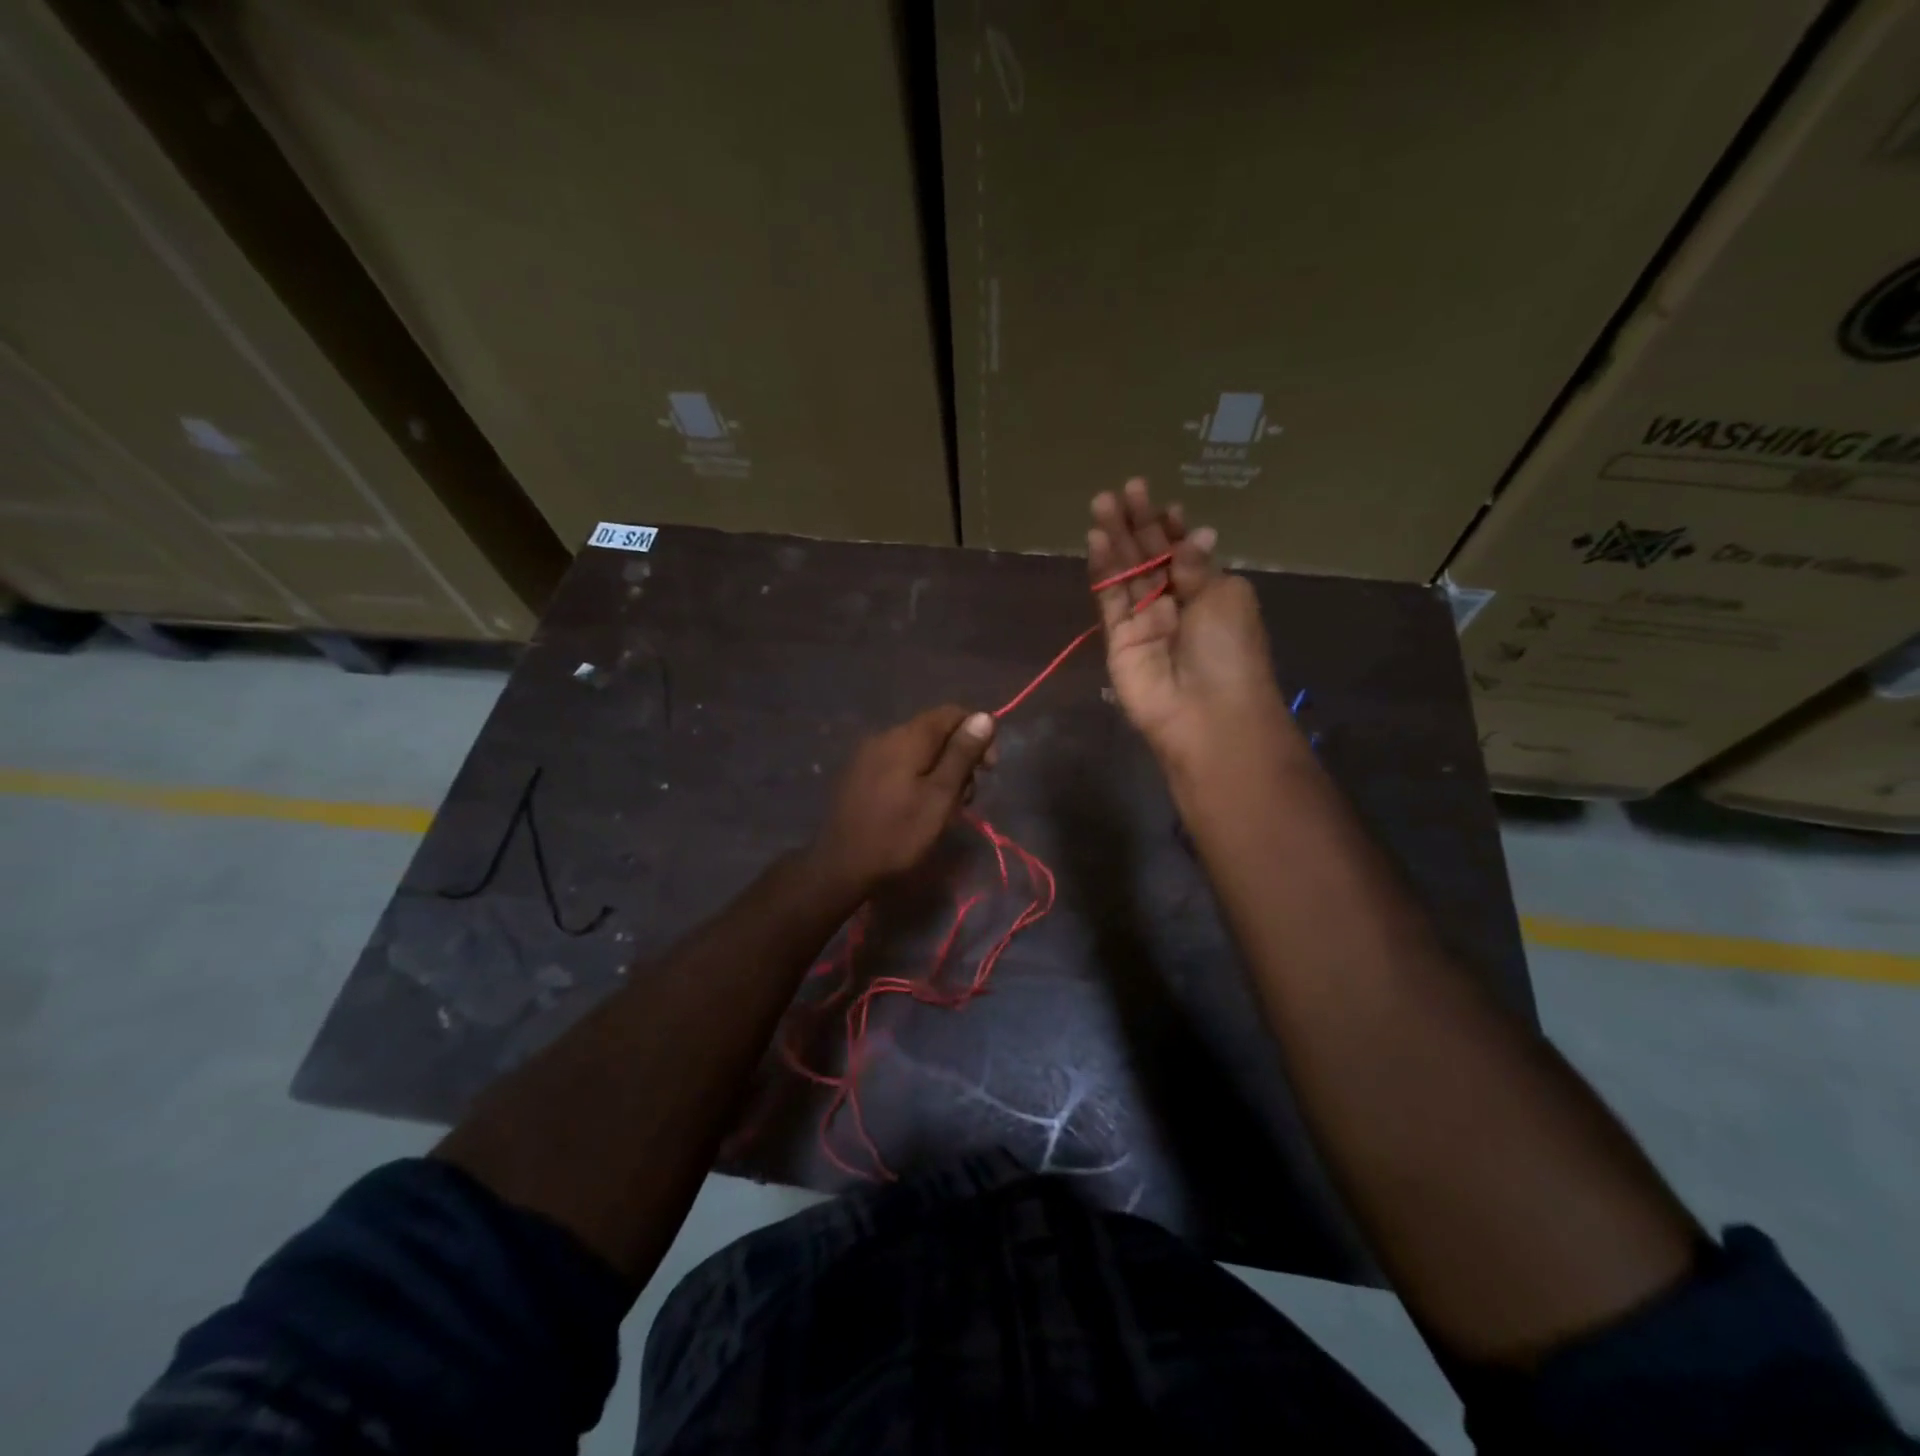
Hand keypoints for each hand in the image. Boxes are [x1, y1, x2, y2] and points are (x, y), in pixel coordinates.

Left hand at [809, 706, 996, 899]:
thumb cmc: (899, 834)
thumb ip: (962, 755)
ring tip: (942, 809)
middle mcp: (885, 736)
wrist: (841, 867)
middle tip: (965, 799)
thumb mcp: (941, 796)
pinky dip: (916, 779)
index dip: (977, 734)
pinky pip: (897, 765)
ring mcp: (868, 755)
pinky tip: (916, 808)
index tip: (988, 770)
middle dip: (958, 759)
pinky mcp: (858, 775)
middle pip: (934, 732)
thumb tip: (984, 716)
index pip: (951, 713)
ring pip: (917, 751)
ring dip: (938, 772)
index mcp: (907, 737)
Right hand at [1089, 478, 1291, 765]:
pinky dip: (1104, 570)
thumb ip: (1198, 565)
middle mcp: (1176, 604)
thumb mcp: (1224, 596)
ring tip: (1103, 502)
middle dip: (1140, 523)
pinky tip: (1097, 539)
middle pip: (1152, 557)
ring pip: (1127, 573)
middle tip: (1126, 489)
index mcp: (1210, 593)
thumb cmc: (1229, 651)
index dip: (1173, 528)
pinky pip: (1109, 599)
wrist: (1206, 714)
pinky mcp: (1117, 639)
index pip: (1185, 553)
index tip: (1163, 503)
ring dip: (1117, 538)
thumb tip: (1196, 535)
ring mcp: (1144, 621)